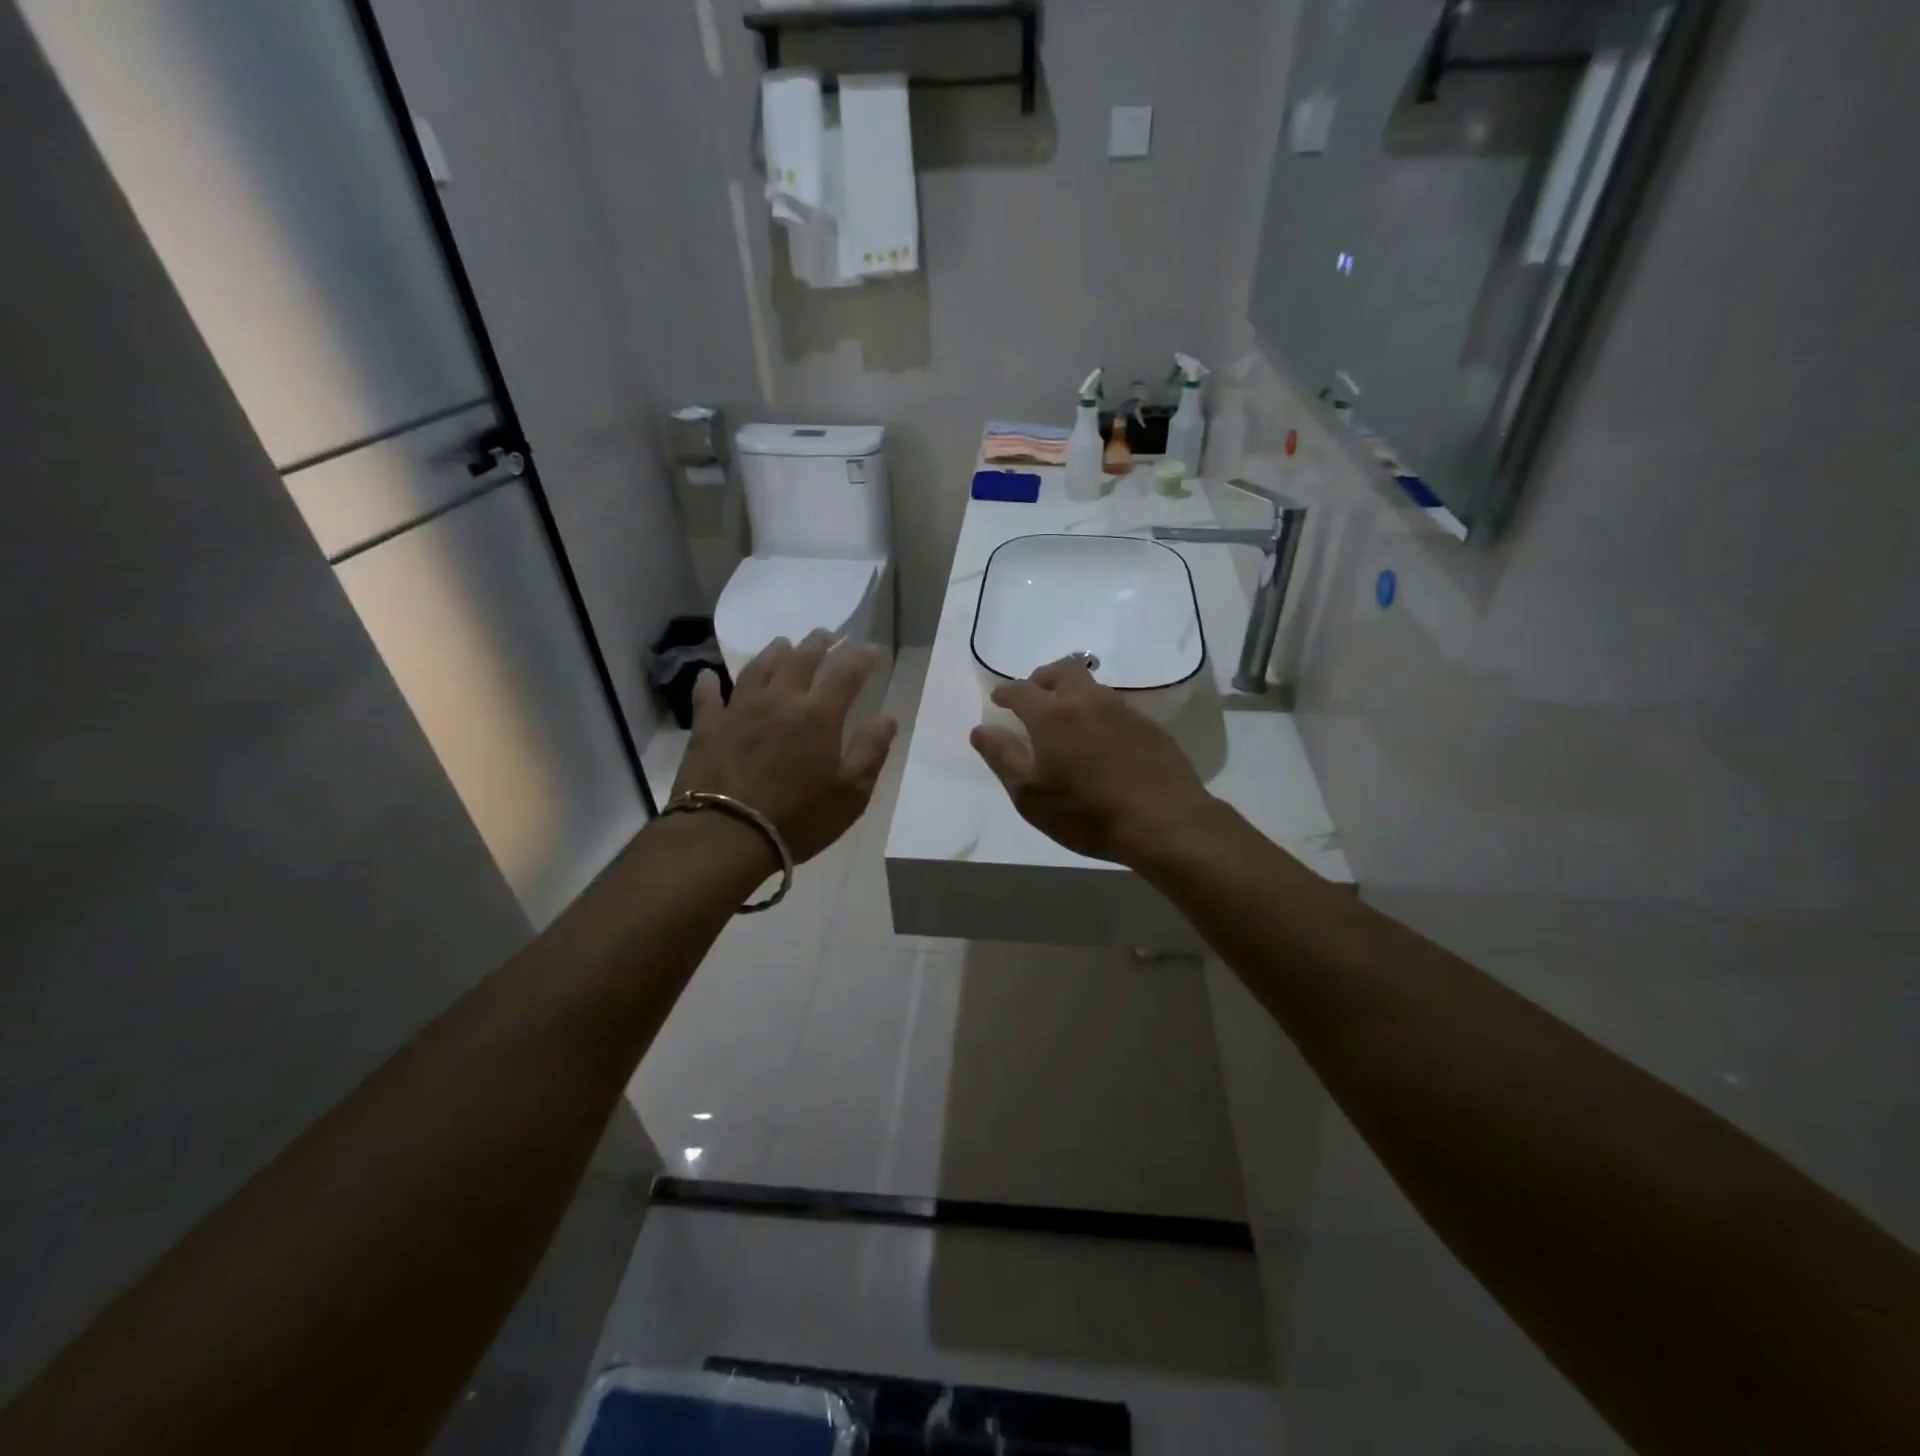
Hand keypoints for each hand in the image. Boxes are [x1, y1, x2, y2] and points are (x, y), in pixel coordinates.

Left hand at [672, 630, 896, 864]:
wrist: (726, 835)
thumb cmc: (798, 818)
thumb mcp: (850, 794)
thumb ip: (871, 752)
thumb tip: (888, 718)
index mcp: (818, 716)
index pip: (846, 675)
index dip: (862, 659)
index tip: (872, 649)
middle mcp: (780, 701)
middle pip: (800, 660)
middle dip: (817, 644)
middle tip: (825, 634)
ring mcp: (739, 710)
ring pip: (758, 668)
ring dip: (773, 652)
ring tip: (781, 643)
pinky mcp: (708, 727)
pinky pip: (708, 696)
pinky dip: (709, 683)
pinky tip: (708, 676)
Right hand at [970, 658, 1213, 867]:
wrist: (1165, 822)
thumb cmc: (1087, 813)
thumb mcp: (1031, 795)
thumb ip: (1003, 758)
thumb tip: (981, 729)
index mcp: (1053, 715)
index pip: (1021, 690)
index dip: (1006, 692)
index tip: (999, 700)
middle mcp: (1088, 702)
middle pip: (1063, 671)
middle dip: (1043, 678)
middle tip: (1034, 695)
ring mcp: (1123, 711)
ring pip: (1092, 687)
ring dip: (1073, 693)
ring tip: (1066, 718)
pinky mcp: (1149, 727)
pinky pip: (1115, 707)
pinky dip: (1098, 713)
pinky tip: (1101, 739)